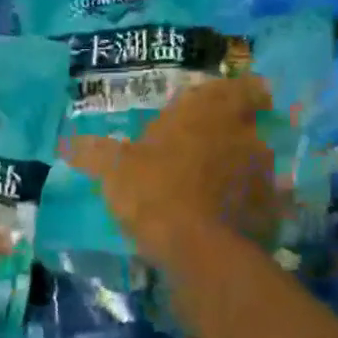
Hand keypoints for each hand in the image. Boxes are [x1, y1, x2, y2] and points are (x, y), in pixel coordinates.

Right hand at [61, 74, 280, 268]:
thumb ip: (94, 152)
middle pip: (250, 123)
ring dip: (241, 167)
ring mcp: (263, 172)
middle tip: (210, 145)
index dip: (241, 92)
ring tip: (215, 186)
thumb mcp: (114, 170)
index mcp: (207, 111)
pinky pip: (263, 198)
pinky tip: (227, 217)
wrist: (199, 251)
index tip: (228, 103)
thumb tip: (64, 143)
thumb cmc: (154, 191)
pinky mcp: (273, 209)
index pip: (242, 87)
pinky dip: (248, 203)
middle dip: (235, 131)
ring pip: (257, 160)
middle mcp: (242, 132)